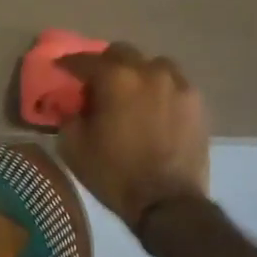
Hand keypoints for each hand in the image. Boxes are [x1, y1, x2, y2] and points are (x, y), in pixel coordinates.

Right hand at [57, 42, 210, 231]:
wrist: (169, 204)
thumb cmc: (116, 174)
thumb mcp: (74, 148)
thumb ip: (68, 116)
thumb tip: (71, 105)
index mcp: (115, 78)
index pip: (85, 60)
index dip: (69, 63)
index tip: (61, 68)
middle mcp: (147, 71)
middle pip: (121, 52)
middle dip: (105, 63)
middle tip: (97, 83)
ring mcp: (176, 83)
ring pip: (151, 63)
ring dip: (137, 72)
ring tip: (132, 93)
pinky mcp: (196, 101)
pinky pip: (173, 82)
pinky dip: (160, 87)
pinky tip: (155, 105)